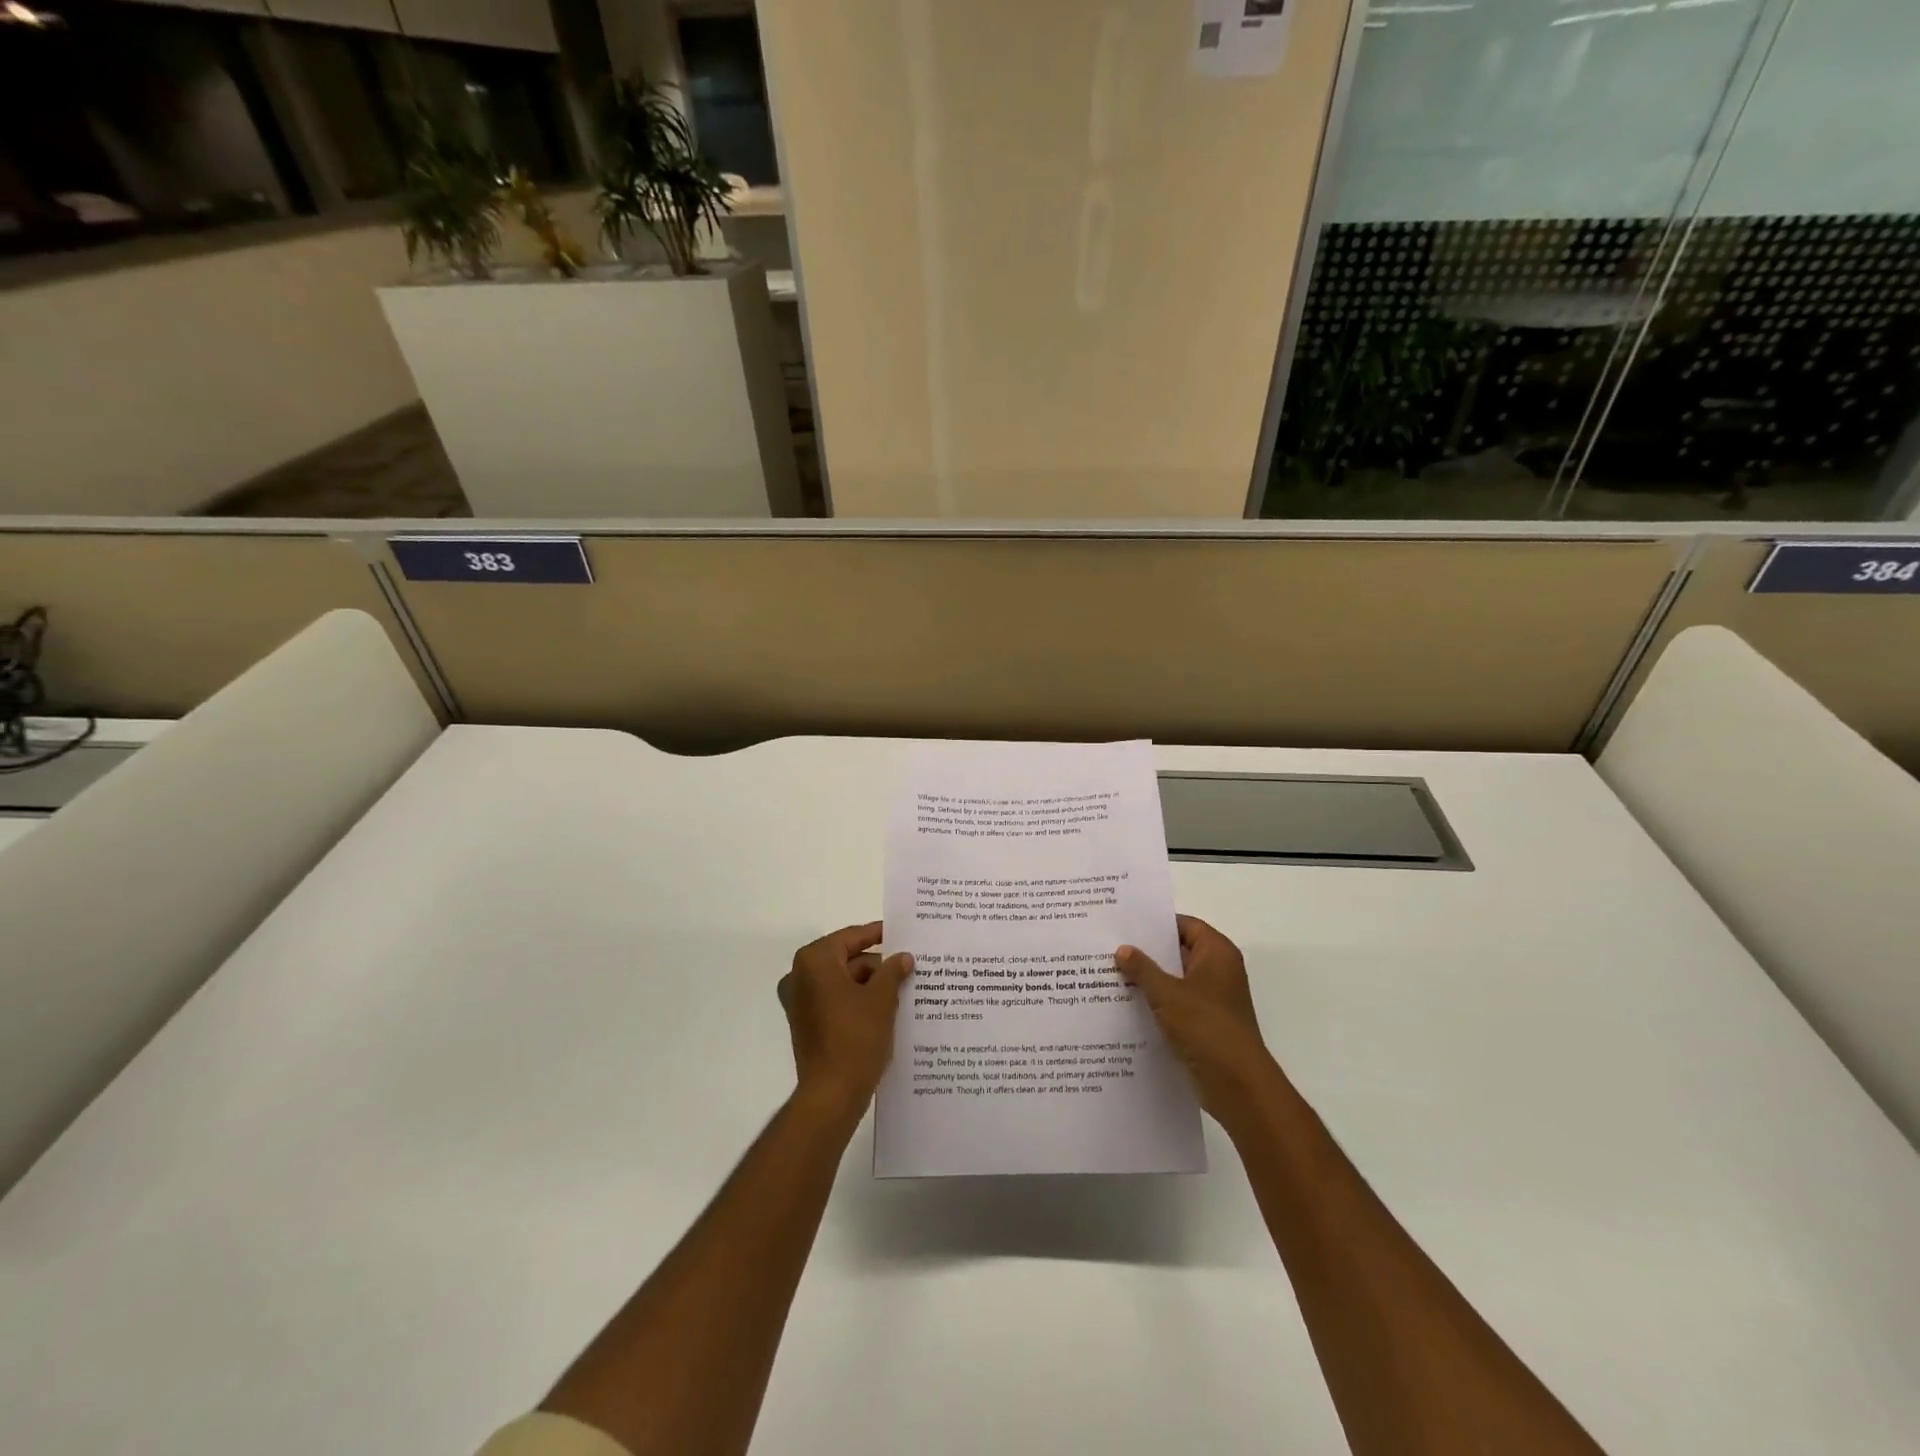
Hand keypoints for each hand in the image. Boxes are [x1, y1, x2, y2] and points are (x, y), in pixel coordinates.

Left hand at [778, 923, 913, 1119]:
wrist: (831, 1095)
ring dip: (870, 984)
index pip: (851, 937)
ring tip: (904, 988)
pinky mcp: (806, 1024)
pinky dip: (858, 1001)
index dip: (878, 934)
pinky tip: (887, 1008)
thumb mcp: (881, 999)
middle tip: (909, 965)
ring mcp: (801, 1002)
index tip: (902, 932)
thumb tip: (902, 957)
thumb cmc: (855, 1038)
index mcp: (814, 962)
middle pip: (846, 959)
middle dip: (878, 965)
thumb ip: (892, 971)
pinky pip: (836, 1001)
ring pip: (843, 981)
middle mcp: (800, 976)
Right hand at [1117, 915, 1276, 1124]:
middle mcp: (1219, 970)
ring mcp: (1213, 999)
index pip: (1184, 925)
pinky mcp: (1206, 1023)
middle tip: (1110, 946)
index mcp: (1217, 953)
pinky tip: (1126, 1003)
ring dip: (1150, 979)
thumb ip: (1142, 969)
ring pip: (1176, 979)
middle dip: (1147, 951)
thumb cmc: (1205, 1027)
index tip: (1124, 923)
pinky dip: (1157, 1002)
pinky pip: (1177, 1003)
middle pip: (1179, 951)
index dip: (1156, 923)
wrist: (1237, 1084)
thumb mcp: (1166, 993)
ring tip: (1111, 972)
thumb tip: (1123, 949)